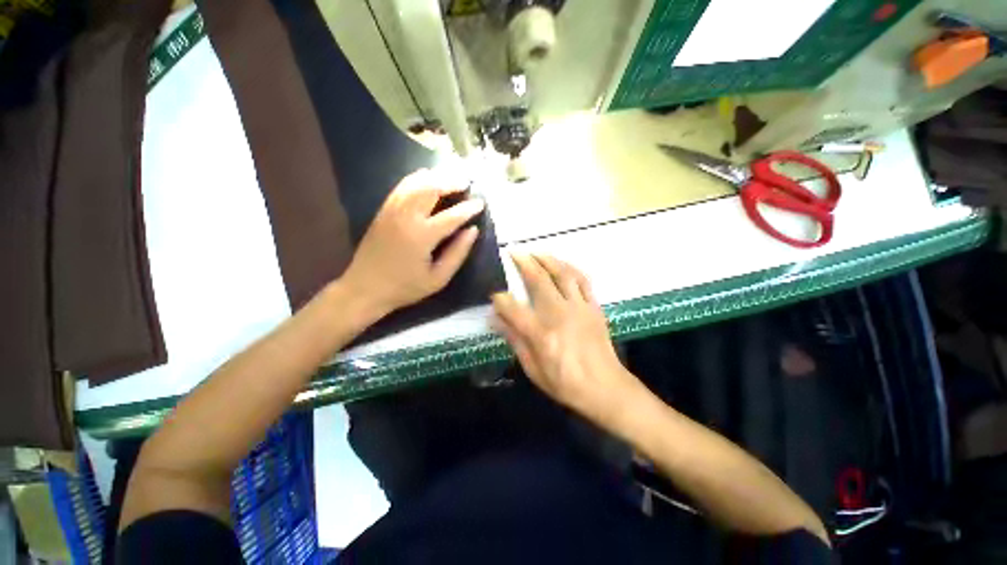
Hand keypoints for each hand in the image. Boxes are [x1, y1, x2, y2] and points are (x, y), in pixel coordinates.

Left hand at [342, 169, 484, 315]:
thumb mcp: (438, 279)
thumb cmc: (405, 287)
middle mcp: (406, 217)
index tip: (481, 202)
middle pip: (431, 189)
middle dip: (451, 182)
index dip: (468, 208)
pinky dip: (416, 179)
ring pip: (415, 183)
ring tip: (450, 177)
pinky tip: (426, 178)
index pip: (451, 216)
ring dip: (435, 177)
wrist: (365, 288)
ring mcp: (392, 211)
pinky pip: (401, 187)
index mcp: (422, 236)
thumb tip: (473, 230)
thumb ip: (457, 253)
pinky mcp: (383, 211)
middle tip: (466, 182)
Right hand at [492, 254, 645, 426]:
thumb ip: (514, 340)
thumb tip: (494, 318)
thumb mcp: (533, 369)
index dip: (500, 299)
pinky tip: (562, 264)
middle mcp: (559, 315)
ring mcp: (579, 308)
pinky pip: (583, 280)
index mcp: (541, 334)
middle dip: (524, 263)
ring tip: (536, 252)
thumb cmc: (565, 383)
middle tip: (514, 251)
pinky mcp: (593, 307)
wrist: (605, 388)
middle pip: (538, 280)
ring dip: (547, 259)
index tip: (494, 295)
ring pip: (562, 274)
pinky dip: (571, 268)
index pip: (513, 308)